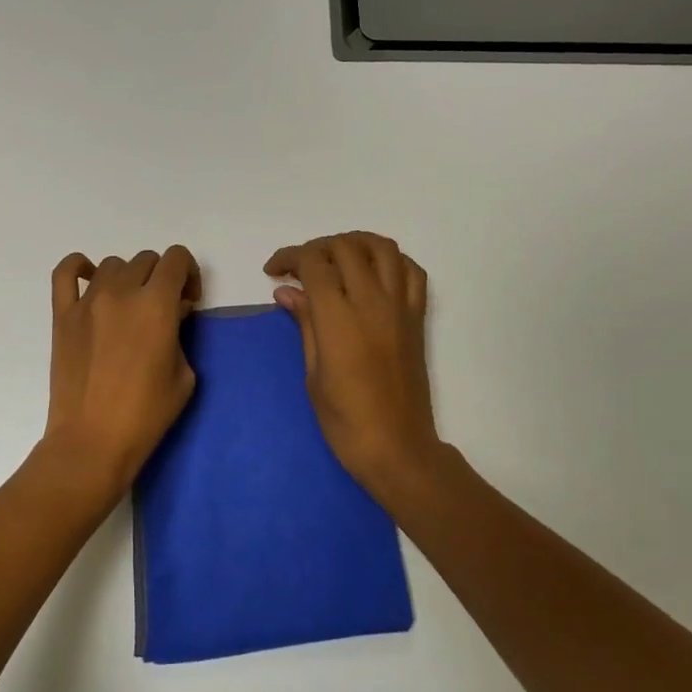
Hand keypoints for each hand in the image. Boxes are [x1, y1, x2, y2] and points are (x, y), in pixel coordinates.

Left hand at [45, 247, 201, 493]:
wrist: (93, 440)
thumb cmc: (146, 414)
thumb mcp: (184, 374)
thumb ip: (180, 334)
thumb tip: (170, 315)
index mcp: (156, 305)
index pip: (176, 259)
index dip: (189, 273)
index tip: (188, 301)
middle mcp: (122, 292)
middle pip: (147, 260)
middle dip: (162, 278)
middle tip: (162, 311)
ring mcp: (87, 301)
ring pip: (114, 264)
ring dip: (129, 278)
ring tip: (129, 307)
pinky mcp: (62, 315)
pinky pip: (65, 273)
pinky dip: (79, 267)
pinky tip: (90, 280)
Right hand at [265, 232, 442, 491]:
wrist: (397, 447)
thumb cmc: (345, 421)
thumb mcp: (313, 374)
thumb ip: (304, 323)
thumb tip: (287, 290)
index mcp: (339, 319)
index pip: (314, 263)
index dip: (290, 257)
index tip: (274, 271)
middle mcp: (373, 302)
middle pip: (346, 247)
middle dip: (317, 248)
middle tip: (300, 268)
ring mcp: (400, 307)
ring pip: (382, 248)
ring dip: (354, 243)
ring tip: (335, 259)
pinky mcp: (417, 318)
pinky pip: (411, 271)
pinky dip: (391, 260)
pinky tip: (373, 273)